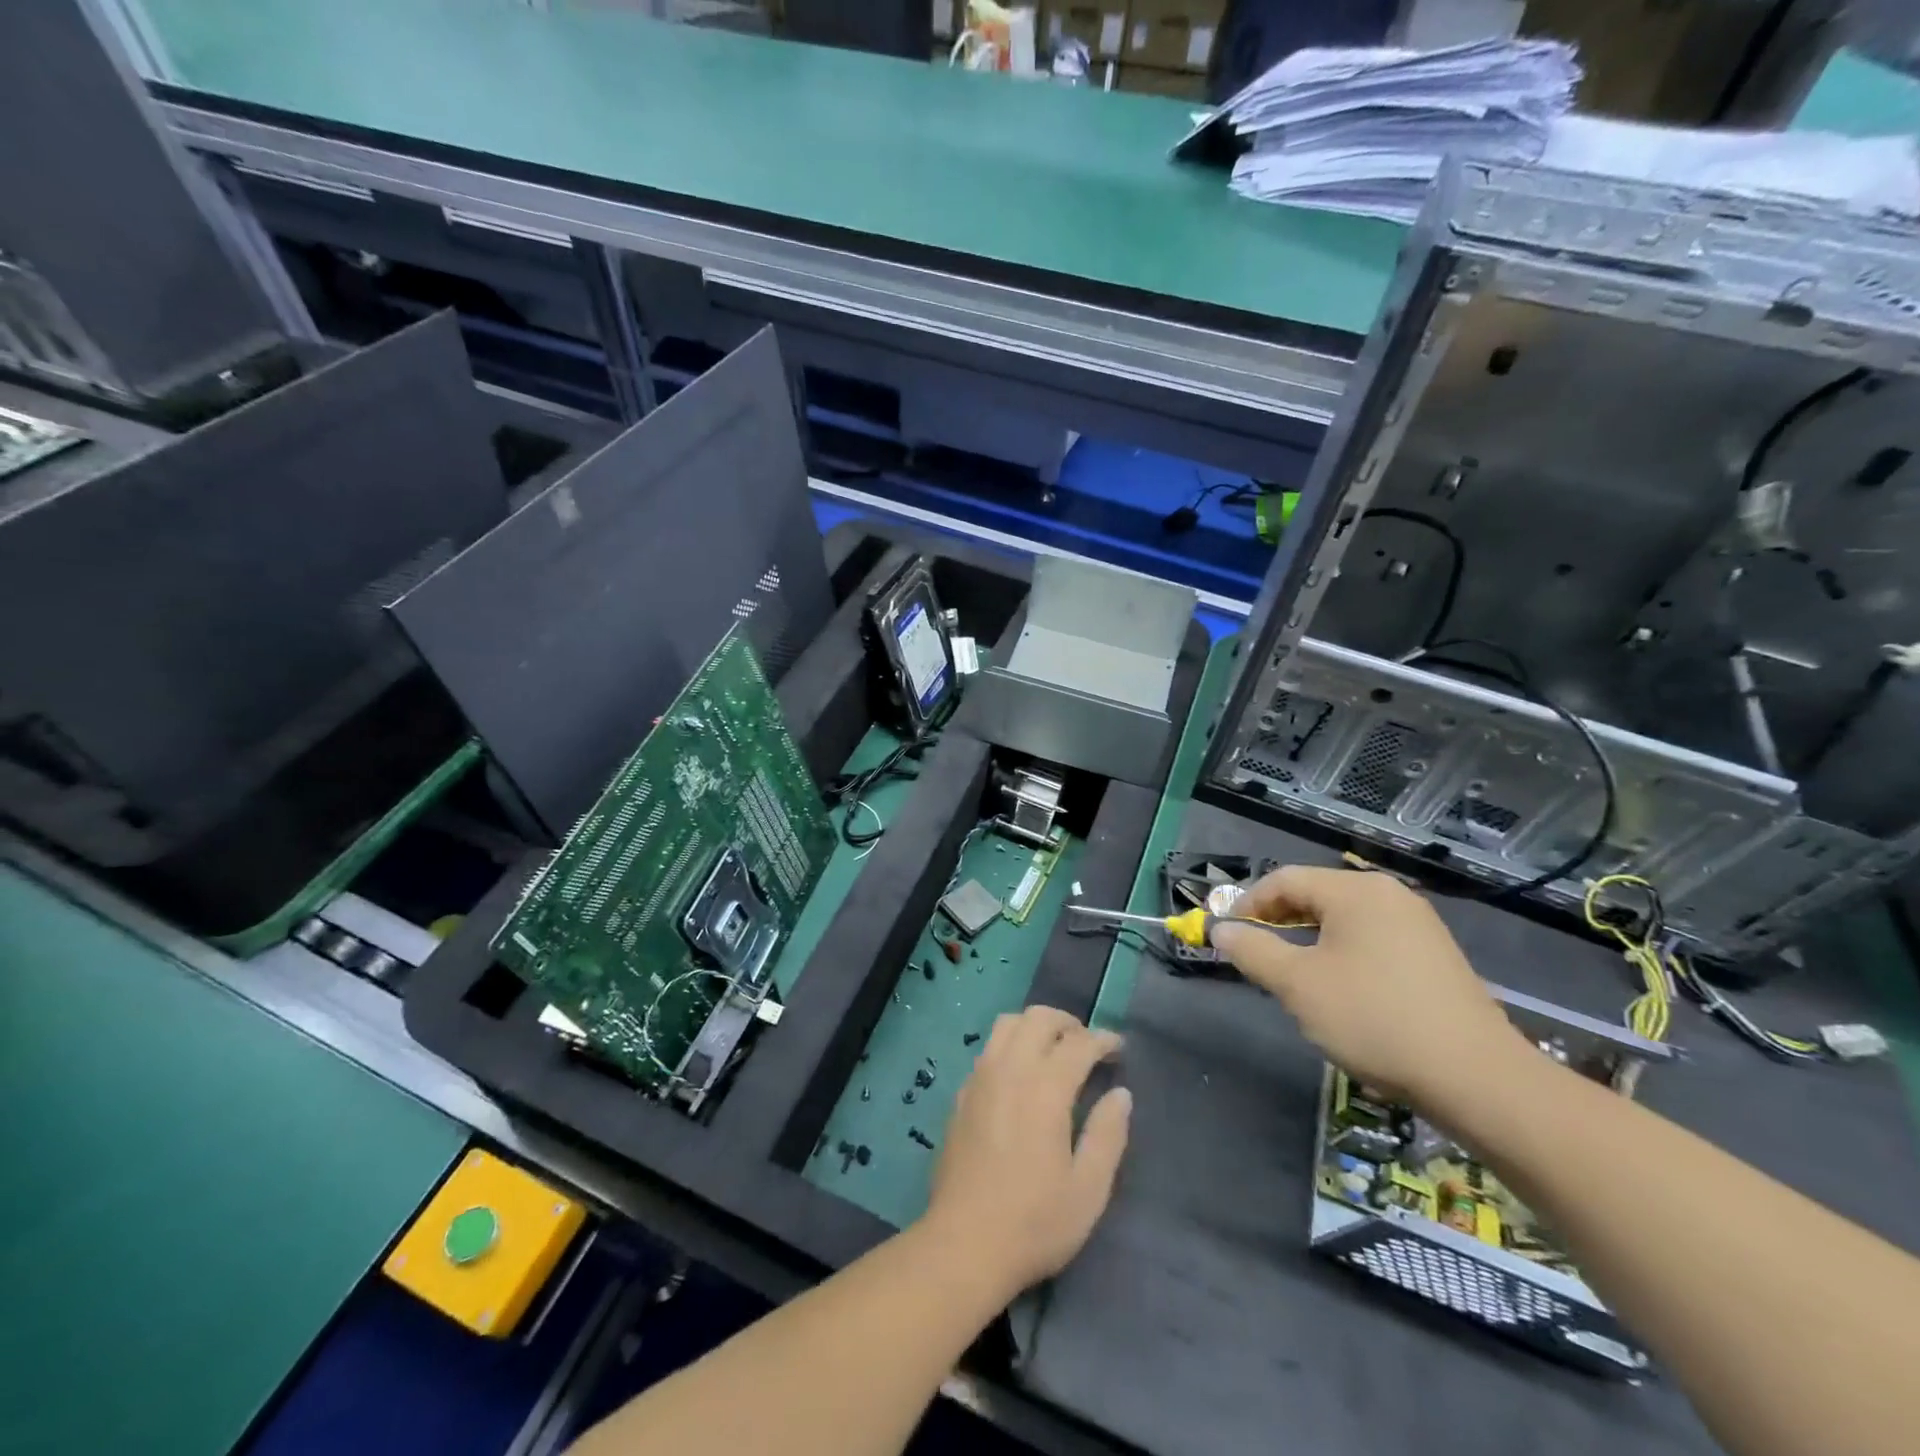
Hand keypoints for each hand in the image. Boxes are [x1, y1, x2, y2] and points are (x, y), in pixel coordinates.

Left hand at [919, 1006, 1130, 1298]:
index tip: (1119, 1048)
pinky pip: (988, 1049)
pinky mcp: (961, 1094)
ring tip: (1054, 1051)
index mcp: (1044, 1088)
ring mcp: (980, 1078)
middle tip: (1087, 1045)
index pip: (1078, 1043)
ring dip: (1035, 1026)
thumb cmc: (1034, 1222)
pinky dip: (1010, 1045)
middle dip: (1068, 1023)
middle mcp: (1009, 1069)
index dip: (1103, 1039)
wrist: (963, 1245)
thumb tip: (1121, 1094)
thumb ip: (1108, 1135)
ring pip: (1007, 1024)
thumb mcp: (1088, 1189)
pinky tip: (1020, 1076)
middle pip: (1038, 1018)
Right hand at [1211, 866, 1527, 1110]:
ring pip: (1342, 920)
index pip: (1284, 880)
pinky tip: (1338, 989)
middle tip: (1253, 955)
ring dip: (1307, 940)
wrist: (1477, 1078)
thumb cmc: (1374, 1018)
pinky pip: (1370, 940)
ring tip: (1290, 976)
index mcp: (1356, 891)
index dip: (1247, 903)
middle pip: (1315, 895)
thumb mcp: (1298, 985)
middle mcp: (1388, 895)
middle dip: (1277, 922)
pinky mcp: (1434, 956)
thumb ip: (1253, 950)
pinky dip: (1341, 954)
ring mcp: (1417, 924)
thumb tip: (1221, 930)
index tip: (1226, 934)